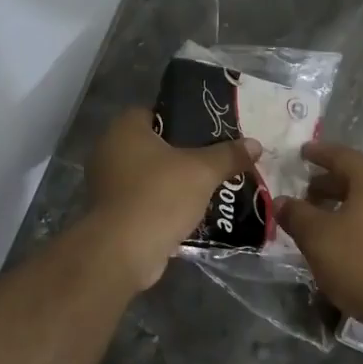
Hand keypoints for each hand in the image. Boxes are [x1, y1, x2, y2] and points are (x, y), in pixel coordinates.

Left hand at [86, 110, 258, 289]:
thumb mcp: (203, 171)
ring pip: (149, 175)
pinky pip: (144, 200)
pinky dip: (164, 204)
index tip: (208, 132)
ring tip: (208, 187)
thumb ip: (229, 155)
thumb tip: (255, 144)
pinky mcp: (112, 213)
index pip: (154, 112)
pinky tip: (190, 212)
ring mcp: (107, 184)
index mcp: (124, 129)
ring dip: (174, 181)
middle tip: (214, 160)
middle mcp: (109, 151)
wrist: (124, 251)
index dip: (182, 119)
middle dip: (183, 153)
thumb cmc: (160, 196)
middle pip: (154, 145)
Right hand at [277, 142, 362, 333]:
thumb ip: (296, 214)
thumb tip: (281, 201)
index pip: (341, 155)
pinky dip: (355, 223)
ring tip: (316, 220)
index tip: (300, 153)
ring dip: (340, 206)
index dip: (318, 154)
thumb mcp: (317, 237)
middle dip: (327, 183)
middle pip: (356, 178)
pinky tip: (339, 242)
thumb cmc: (362, 262)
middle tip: (303, 191)